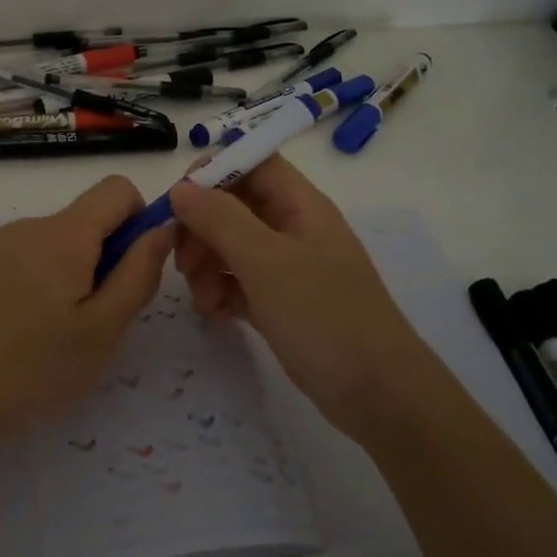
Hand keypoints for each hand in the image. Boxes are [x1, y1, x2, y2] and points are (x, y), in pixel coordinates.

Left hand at [0, 176, 173, 432]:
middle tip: (92, 319)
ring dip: (68, 273)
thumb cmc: (34, 367)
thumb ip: (139, 273)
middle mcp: (28, 225)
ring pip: (53, 243)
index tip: (131, 268)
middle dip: (102, 258)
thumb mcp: (103, 329)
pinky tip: (18, 330)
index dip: (139, 219)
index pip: (117, 189)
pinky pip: (22, 257)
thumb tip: (162, 228)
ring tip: (52, 332)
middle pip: (84, 220)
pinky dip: (36, 282)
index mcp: (64, 235)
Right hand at [170, 156, 425, 438]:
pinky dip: (222, 292)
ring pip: (232, 246)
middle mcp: (294, 228)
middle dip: (202, 229)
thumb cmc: (324, 317)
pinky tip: (216, 315)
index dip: (212, 172)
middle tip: (184, 263)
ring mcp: (290, 267)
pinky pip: (240, 282)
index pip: (252, 162)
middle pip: (234, 205)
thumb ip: (220, 219)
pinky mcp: (283, 302)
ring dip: (207, 265)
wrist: (378, 395)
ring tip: (203, 300)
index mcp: (300, 205)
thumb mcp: (266, 262)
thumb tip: (181, 188)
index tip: (178, 203)